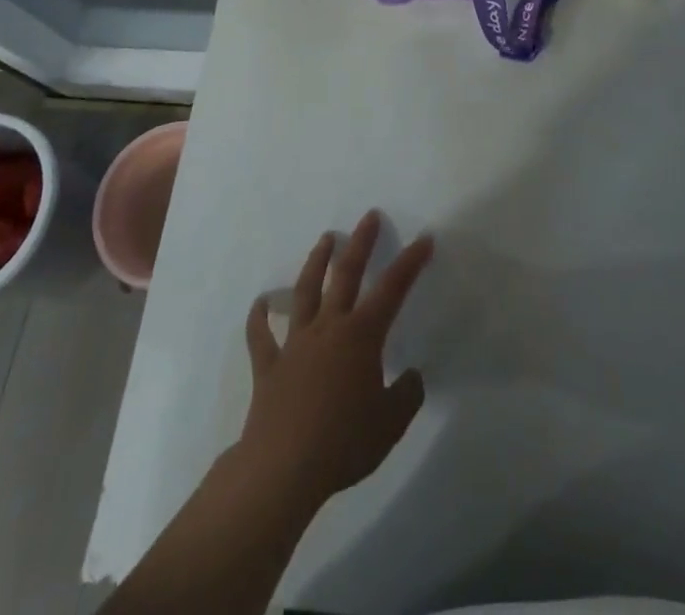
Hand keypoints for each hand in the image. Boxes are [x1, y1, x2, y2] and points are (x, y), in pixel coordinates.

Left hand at [238, 211, 433, 509]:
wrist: (283, 468)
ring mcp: (295, 344)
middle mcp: (329, 328)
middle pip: (347, 275)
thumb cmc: (343, 442)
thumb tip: (411, 376)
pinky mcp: (269, 366)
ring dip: (316, 263)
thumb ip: (406, 395)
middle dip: (360, 243)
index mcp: (361, 336)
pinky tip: (260, 303)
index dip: (410, 262)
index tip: (424, 239)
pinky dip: (260, 318)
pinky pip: (262, 336)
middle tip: (368, 216)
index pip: (392, 290)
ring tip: (325, 240)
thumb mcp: (390, 424)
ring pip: (306, 292)